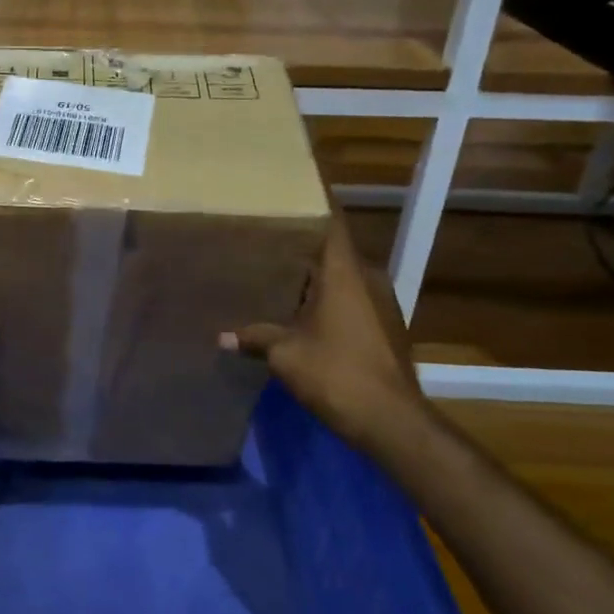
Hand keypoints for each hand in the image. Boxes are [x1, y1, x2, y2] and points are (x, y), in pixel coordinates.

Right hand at [224, 217, 439, 461]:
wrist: (391, 421)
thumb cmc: (336, 373)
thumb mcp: (285, 354)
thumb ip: (256, 337)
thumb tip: (222, 336)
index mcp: (345, 273)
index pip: (330, 222)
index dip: (311, 204)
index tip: (287, 192)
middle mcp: (368, 279)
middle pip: (332, 250)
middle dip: (301, 245)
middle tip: (266, 239)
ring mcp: (382, 304)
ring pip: (342, 278)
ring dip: (314, 277)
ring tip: (277, 275)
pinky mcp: (386, 328)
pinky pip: (351, 301)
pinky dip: (327, 300)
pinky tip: (301, 313)